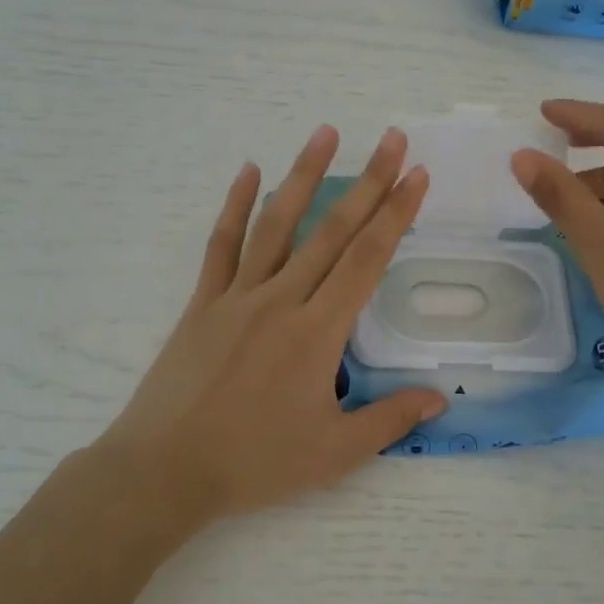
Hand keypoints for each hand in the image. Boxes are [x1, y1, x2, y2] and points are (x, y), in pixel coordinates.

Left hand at [96, 125, 446, 521]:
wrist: (165, 469)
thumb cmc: (254, 462)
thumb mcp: (334, 454)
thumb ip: (389, 420)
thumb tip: (439, 399)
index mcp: (318, 331)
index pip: (368, 260)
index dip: (396, 214)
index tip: (417, 176)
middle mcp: (282, 299)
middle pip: (333, 230)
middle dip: (369, 181)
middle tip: (392, 139)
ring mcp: (238, 295)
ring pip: (278, 223)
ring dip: (304, 175)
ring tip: (326, 133)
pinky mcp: (204, 301)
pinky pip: (222, 244)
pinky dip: (236, 205)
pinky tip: (248, 172)